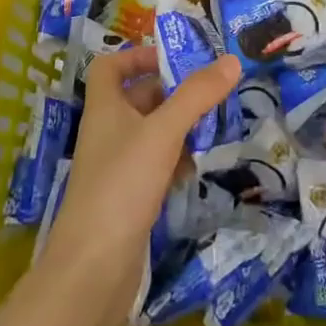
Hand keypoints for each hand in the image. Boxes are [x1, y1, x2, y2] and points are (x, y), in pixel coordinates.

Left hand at [37, 45, 238, 325]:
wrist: (92, 270)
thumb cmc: (122, 186)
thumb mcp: (163, 133)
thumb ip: (197, 95)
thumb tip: (232, 60)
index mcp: (105, 108)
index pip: (110, 66)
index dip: (137, 56)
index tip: (174, 59)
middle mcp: (107, 132)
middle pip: (138, 97)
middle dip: (174, 92)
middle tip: (212, 91)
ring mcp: (117, 167)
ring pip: (151, 133)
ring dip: (180, 126)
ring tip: (214, 126)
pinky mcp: (128, 198)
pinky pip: (156, 165)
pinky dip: (177, 160)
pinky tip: (197, 168)